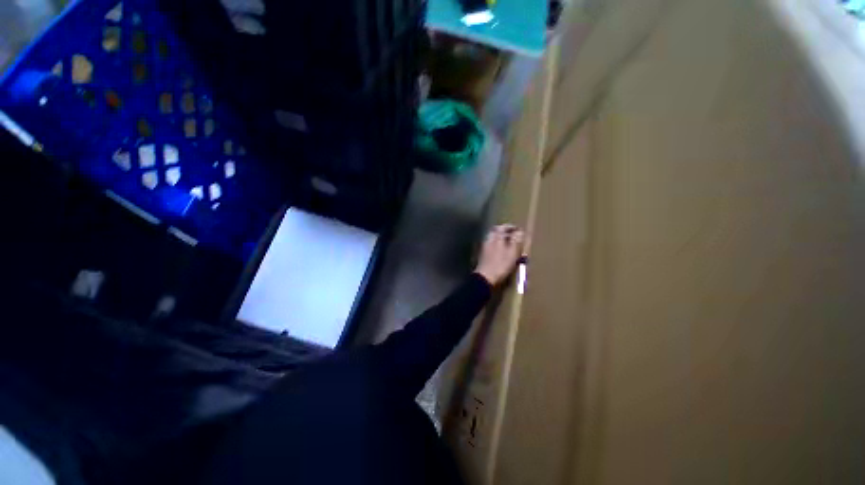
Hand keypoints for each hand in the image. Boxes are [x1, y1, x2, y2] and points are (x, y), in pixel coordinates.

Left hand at [474, 224, 525, 285]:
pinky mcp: (484, 255)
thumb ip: (515, 241)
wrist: (485, 278)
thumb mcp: (512, 253)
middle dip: (504, 232)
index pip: (502, 227)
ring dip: (501, 239)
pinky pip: (491, 246)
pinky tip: (502, 252)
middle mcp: (489, 240)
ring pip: (493, 239)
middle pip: (496, 232)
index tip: (517, 229)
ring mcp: (485, 248)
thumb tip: (520, 231)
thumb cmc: (501, 265)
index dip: (510, 227)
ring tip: (509, 244)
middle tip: (512, 235)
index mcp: (496, 238)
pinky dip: (498, 246)